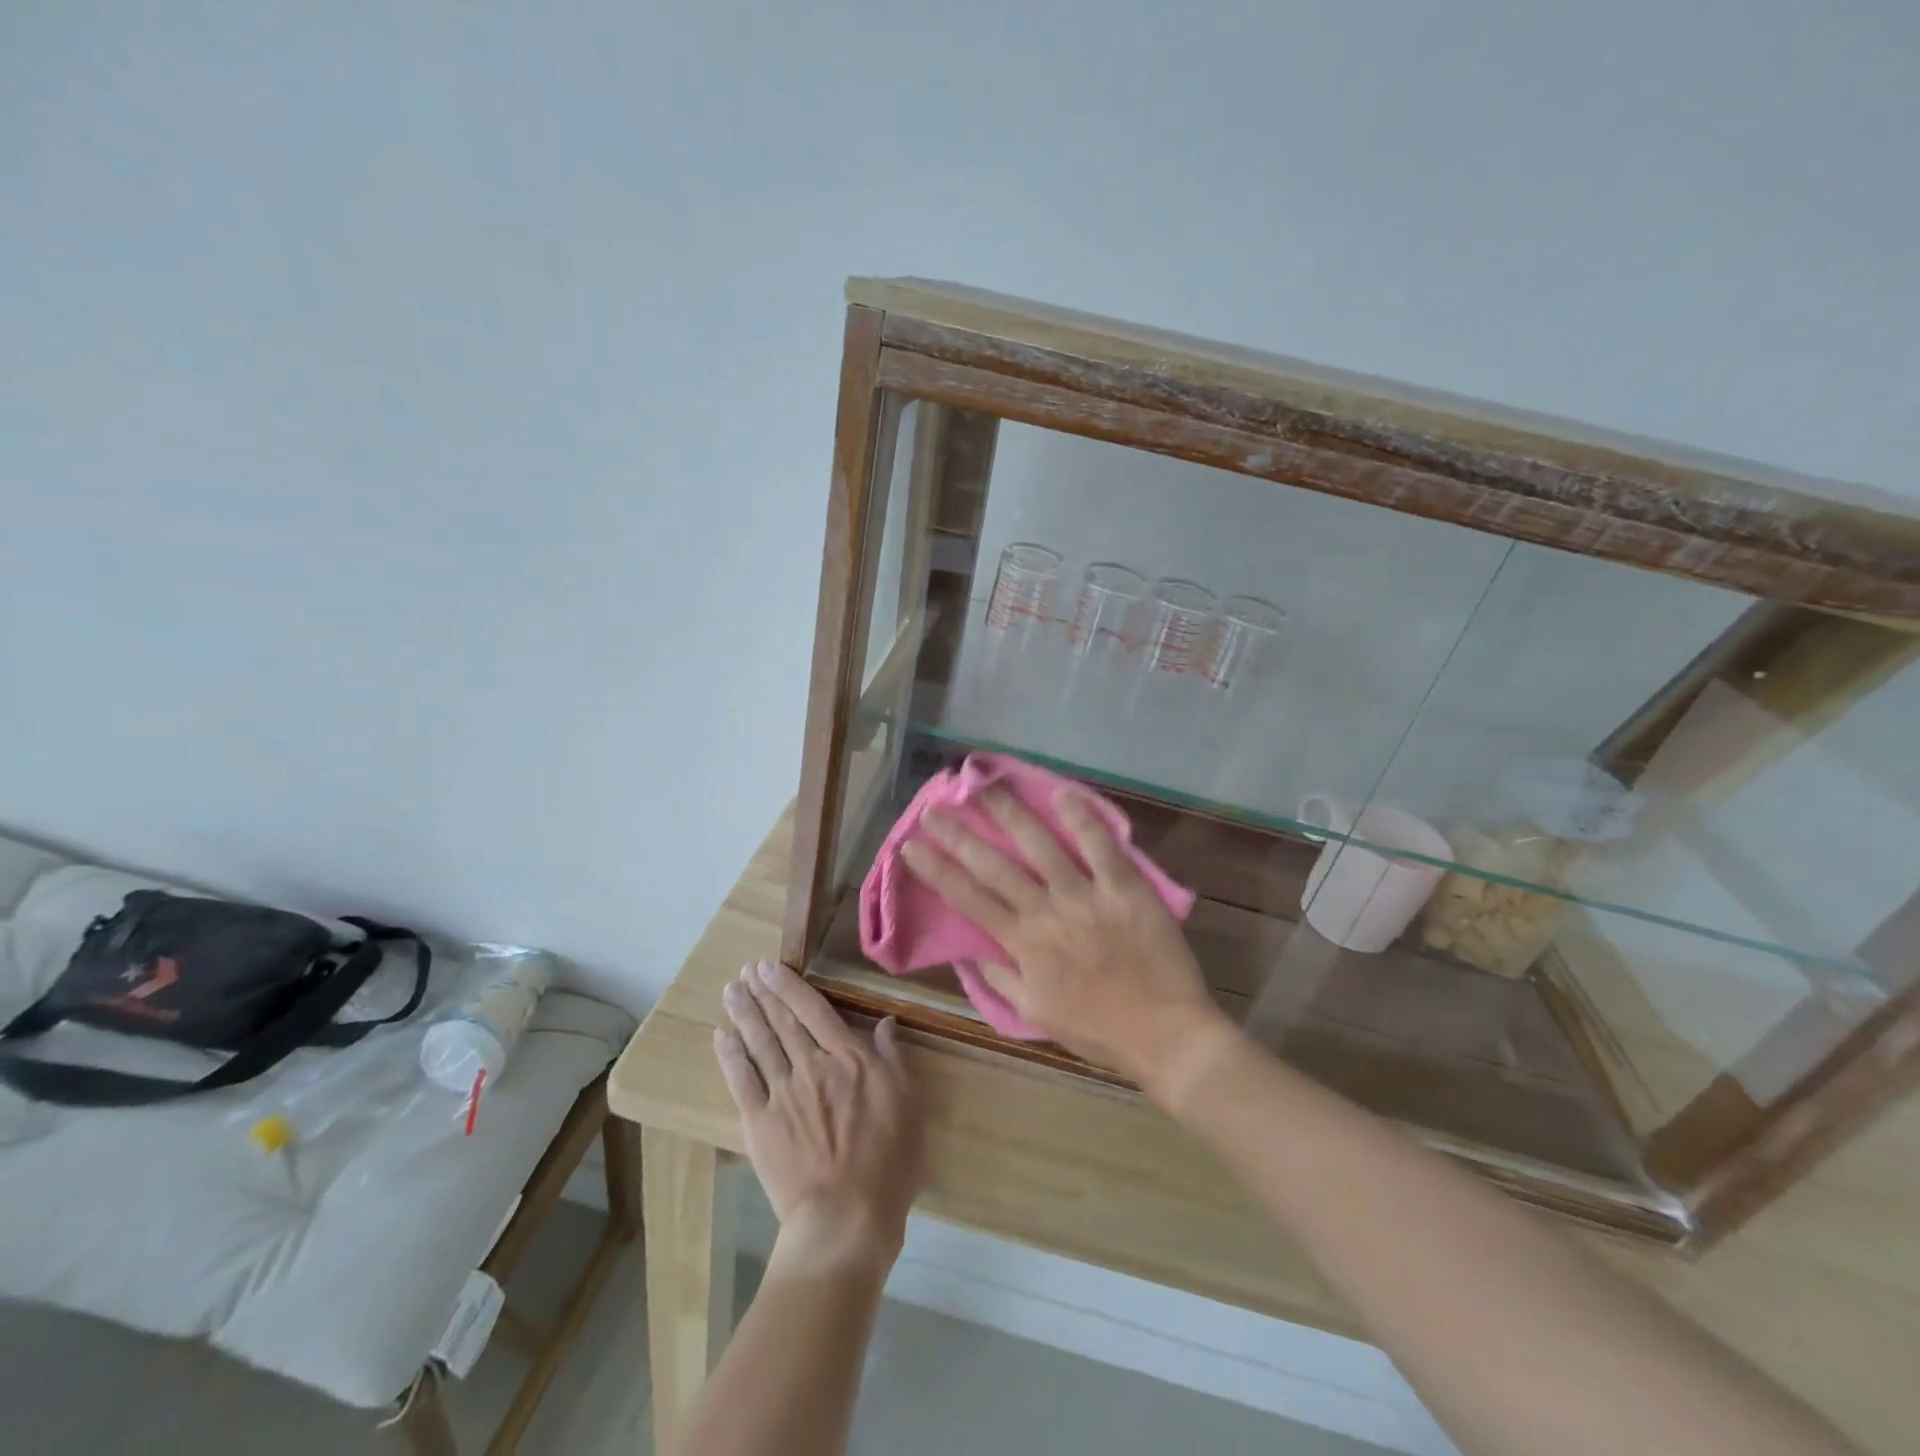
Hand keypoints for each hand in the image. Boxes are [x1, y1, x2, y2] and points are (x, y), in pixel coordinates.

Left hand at [715, 960, 922, 1271]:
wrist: (846, 1216)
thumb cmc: (888, 1161)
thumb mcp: (907, 1103)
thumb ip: (893, 1059)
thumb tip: (886, 1022)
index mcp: (848, 1058)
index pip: (814, 1010)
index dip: (790, 986)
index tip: (771, 967)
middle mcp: (811, 1065)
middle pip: (782, 1021)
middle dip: (763, 992)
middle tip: (747, 969)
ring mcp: (782, 1093)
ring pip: (760, 1043)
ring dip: (745, 1014)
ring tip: (731, 990)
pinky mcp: (760, 1123)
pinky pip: (742, 1081)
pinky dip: (730, 1056)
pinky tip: (722, 1036)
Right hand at [898, 785, 1232, 1091]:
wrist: (1166, 1035)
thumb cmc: (1099, 1030)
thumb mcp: (1037, 1014)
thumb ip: (1002, 980)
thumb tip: (971, 951)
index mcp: (1023, 946)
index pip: (969, 900)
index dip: (937, 870)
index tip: (911, 845)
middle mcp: (1047, 915)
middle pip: (994, 867)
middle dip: (959, 836)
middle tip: (934, 808)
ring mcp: (1086, 898)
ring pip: (1041, 848)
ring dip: (1010, 815)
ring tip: (986, 788)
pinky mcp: (1125, 890)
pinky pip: (1101, 848)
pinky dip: (1082, 819)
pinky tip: (1062, 793)